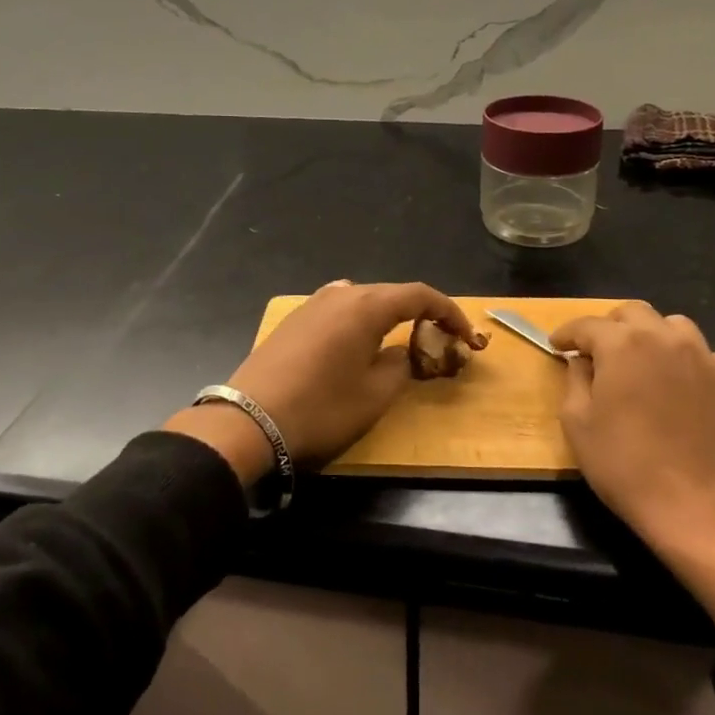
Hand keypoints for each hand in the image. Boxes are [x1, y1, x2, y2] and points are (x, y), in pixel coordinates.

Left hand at [165, 281, 478, 484]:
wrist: (249, 421)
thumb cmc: (321, 409)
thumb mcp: (375, 395)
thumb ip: (400, 365)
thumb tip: (402, 353)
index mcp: (366, 306)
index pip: (419, 295)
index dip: (448, 311)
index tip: (465, 334)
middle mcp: (339, 294)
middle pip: (390, 294)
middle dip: (418, 313)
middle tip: (437, 340)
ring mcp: (312, 304)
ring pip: (362, 300)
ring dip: (387, 316)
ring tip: (399, 341)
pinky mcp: (294, 321)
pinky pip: (338, 310)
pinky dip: (360, 321)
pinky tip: (358, 343)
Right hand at [551, 302, 714, 627]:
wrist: (698, 509)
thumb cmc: (626, 466)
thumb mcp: (578, 423)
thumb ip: (575, 380)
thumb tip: (581, 361)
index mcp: (623, 344)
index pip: (588, 324)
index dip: (567, 334)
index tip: (556, 345)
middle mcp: (664, 338)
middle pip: (632, 313)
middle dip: (608, 327)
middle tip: (595, 352)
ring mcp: (702, 357)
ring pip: (670, 325)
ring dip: (648, 334)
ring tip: (637, 361)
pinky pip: (698, 352)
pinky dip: (679, 357)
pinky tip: (671, 383)